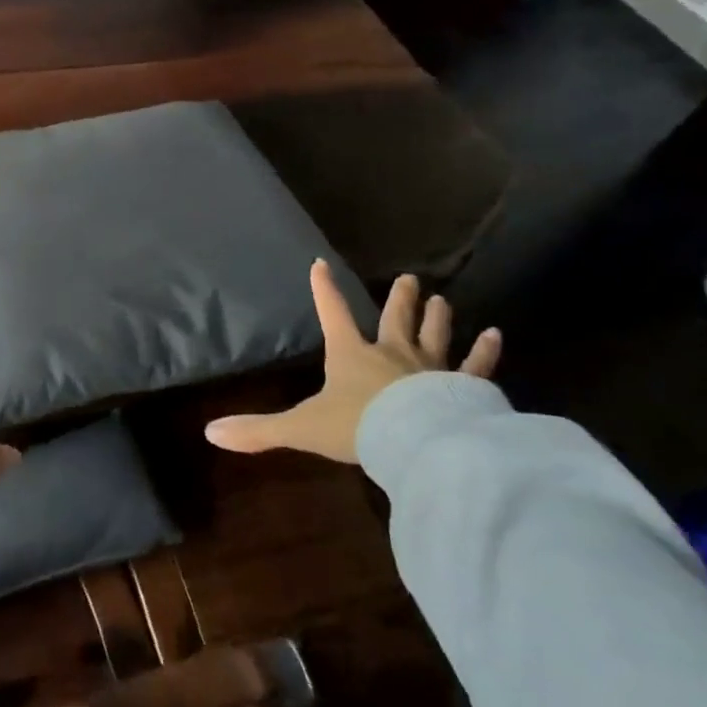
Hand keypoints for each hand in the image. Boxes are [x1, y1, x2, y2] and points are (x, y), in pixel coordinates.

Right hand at [203, 263, 500, 464]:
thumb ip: (258, 430)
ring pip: (433, 334)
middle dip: (399, 298)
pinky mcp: (461, 387)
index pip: (333, 314)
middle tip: (409, 279)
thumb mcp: (300, 428)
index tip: (321, 264)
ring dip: (436, 317)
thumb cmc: (356, 427)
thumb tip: (210, 432)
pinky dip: (485, 351)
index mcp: (351, 355)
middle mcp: (391, 353)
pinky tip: (496, 335)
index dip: (324, 290)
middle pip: (394, 318)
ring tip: (441, 299)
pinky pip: (475, 366)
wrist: (415, 443)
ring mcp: (430, 368)